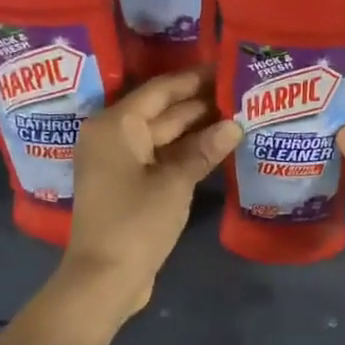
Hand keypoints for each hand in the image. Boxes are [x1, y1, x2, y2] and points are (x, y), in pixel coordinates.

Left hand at [62, 69, 241, 317]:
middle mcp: (112, 136)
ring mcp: (118, 163)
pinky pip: (159, 158)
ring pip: (162, 136)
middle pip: (160, 111)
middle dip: (199, 104)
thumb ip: (204, 150)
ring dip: (195, 129)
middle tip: (239, 92)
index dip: (194, 79)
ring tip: (236, 115)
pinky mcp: (126, 185)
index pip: (160, 90)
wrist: (105, 277)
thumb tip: (234, 125)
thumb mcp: (175, 183)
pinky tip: (216, 148)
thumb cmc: (136, 222)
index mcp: (115, 125)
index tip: (225, 67)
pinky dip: (184, 153)